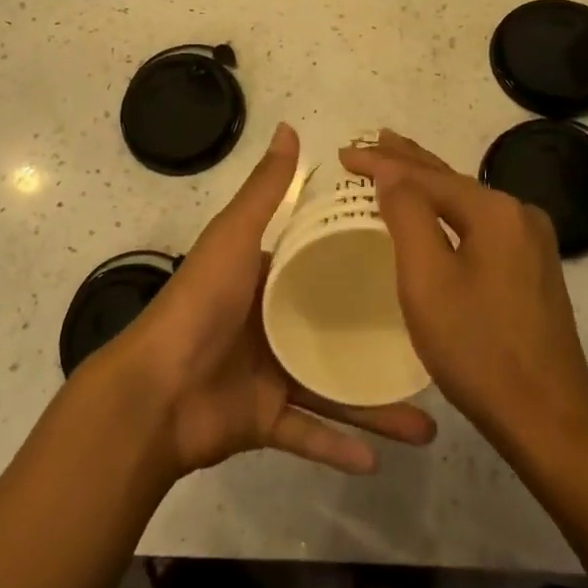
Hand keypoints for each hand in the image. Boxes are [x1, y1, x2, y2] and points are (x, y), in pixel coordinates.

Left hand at [108, 124, 437, 479]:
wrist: (155, 390)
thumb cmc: (201, 303)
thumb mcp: (234, 236)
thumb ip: (265, 190)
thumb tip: (290, 127)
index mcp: (266, 279)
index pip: (321, 265)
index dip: (360, 261)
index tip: (413, 264)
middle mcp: (272, 325)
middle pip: (337, 332)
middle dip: (381, 342)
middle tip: (433, 348)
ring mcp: (269, 375)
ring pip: (333, 389)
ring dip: (375, 408)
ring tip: (426, 423)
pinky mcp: (263, 422)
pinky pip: (308, 434)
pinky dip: (338, 448)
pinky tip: (378, 460)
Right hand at [340, 131, 587, 461]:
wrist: (549, 419)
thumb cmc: (478, 348)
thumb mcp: (427, 279)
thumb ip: (407, 214)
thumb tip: (392, 170)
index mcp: (494, 211)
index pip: (426, 174)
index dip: (382, 162)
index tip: (345, 154)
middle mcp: (519, 214)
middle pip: (450, 179)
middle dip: (407, 161)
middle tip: (371, 141)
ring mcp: (532, 242)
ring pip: (465, 202)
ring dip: (427, 184)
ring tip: (396, 164)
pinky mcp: (533, 268)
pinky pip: (479, 225)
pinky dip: (448, 211)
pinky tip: (435, 211)